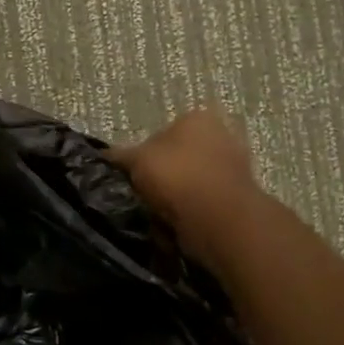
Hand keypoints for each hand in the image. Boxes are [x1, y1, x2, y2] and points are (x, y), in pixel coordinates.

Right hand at [110, 109, 262, 264]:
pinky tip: (176, 226)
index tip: (131, 176)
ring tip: (157, 215)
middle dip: (160, 178)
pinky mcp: (239, 199)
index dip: (141, 155)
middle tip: (142, 196)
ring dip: (173, 199)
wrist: (220, 221)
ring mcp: (234, 168)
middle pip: (177, 158)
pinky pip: (203, 205)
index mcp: (197, 118)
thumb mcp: (135, 160)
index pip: (160, 133)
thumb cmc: (177, 177)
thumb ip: (119, 155)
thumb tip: (104, 156)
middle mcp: (221, 135)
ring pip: (189, 184)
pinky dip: (189, 214)